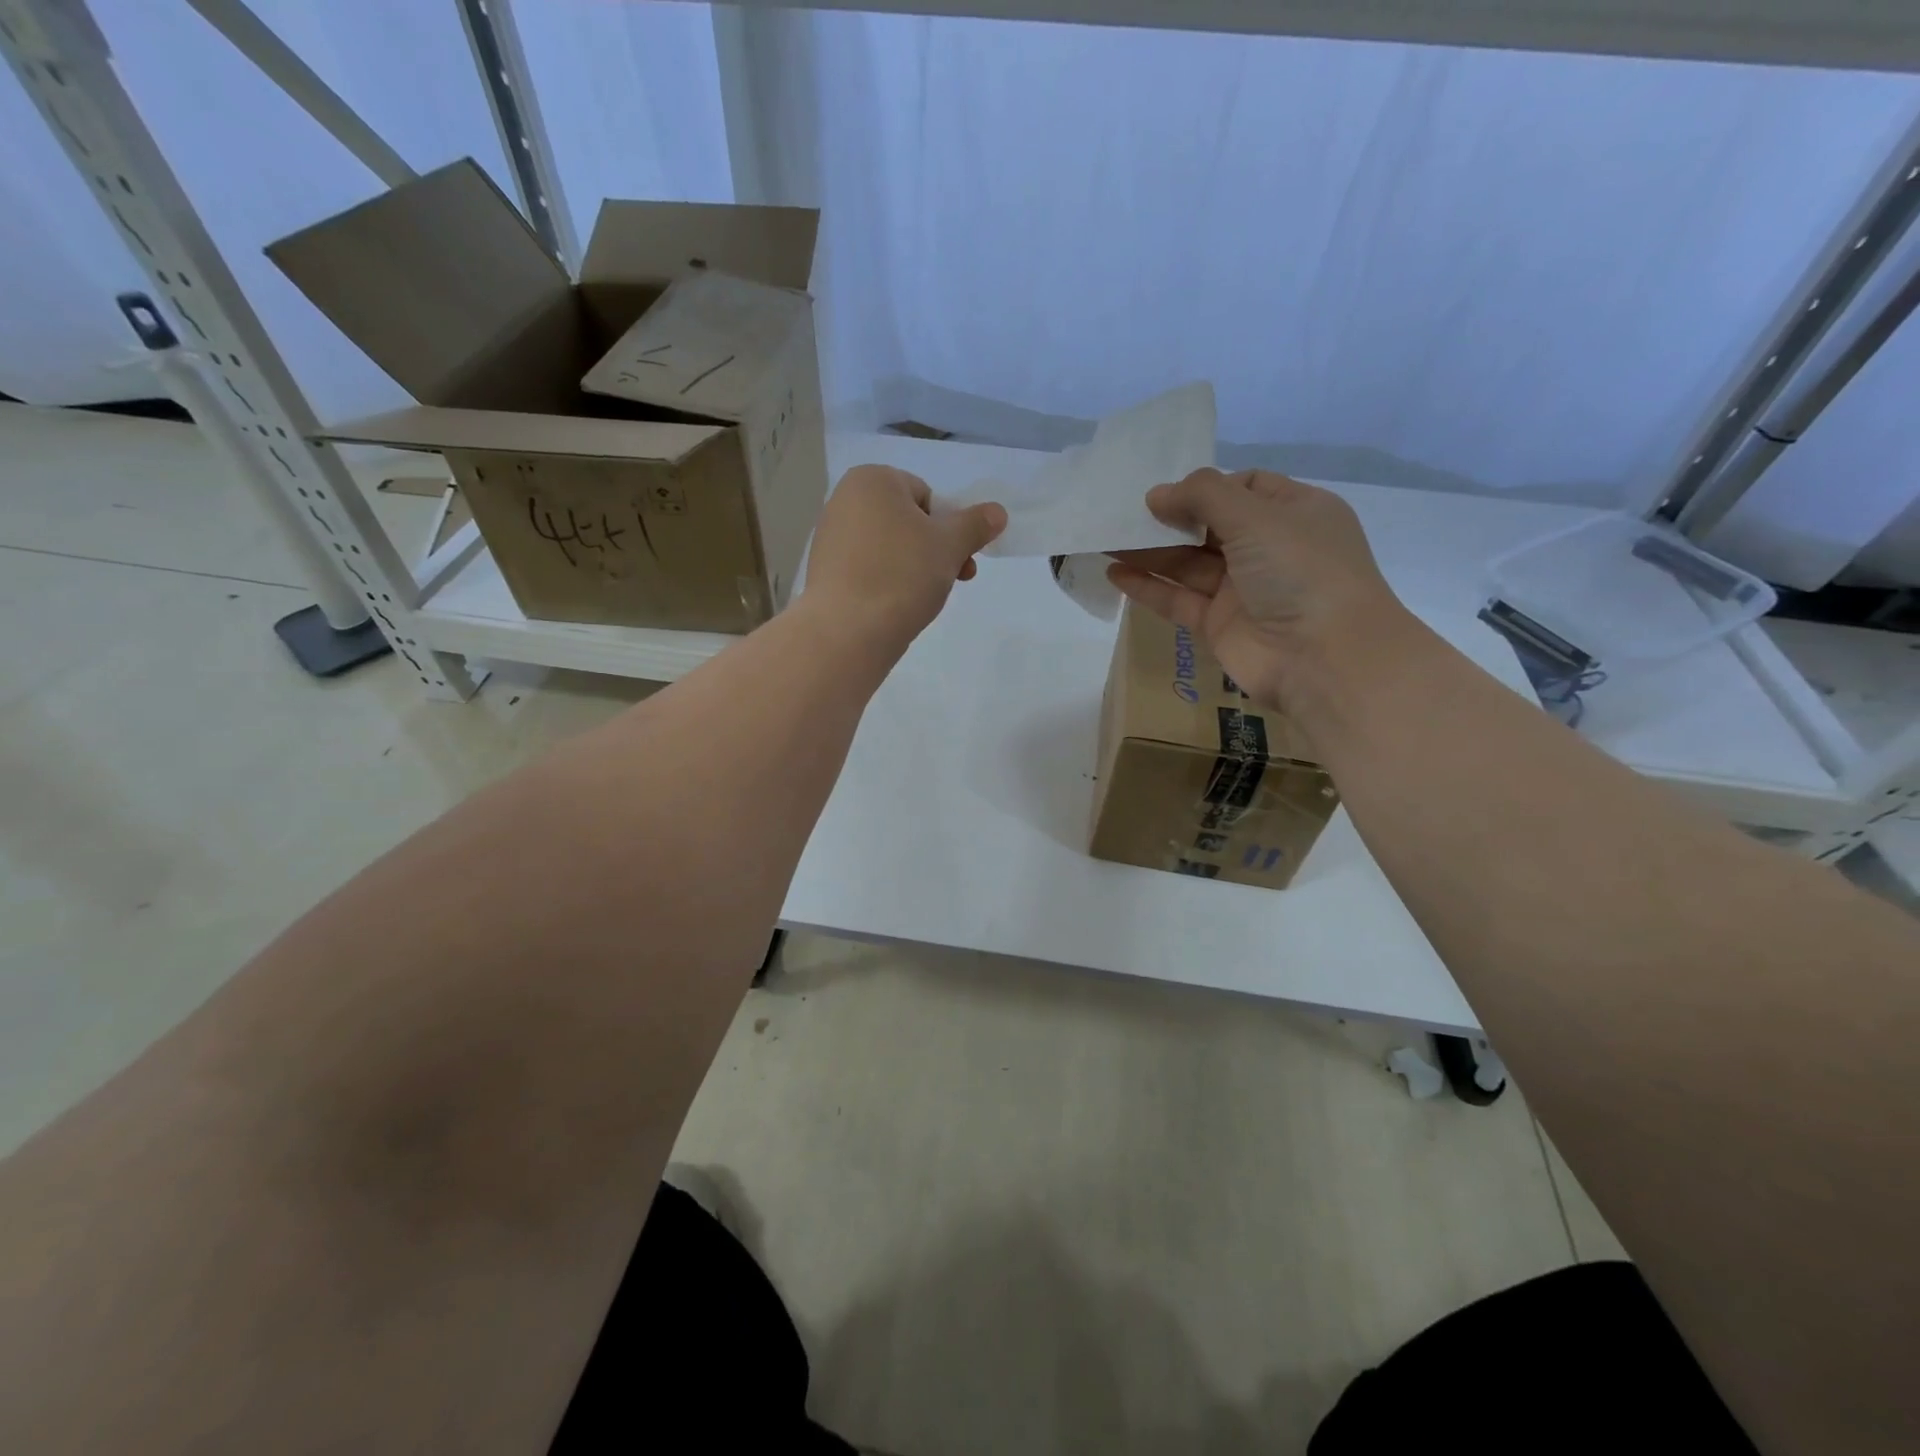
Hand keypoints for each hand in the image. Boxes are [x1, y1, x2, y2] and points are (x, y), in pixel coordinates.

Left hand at [804, 465, 1006, 649]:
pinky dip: (887, 583)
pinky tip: (895, 607)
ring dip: (914, 568)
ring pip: (889, 548)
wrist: (848, 631)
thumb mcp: (950, 545)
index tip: (958, 557)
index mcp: (872, 480)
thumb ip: (976, 525)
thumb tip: (997, 512)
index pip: (926, 496)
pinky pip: (868, 569)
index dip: (947, 527)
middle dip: (934, 550)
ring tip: (923, 598)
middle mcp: (844, 500)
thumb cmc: (902, 575)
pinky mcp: (825, 572)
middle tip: (953, 580)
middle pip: (907, 522)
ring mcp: (830, 537)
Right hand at [1108, 468, 1407, 709]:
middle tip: (1123, 513)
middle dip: (1168, 518)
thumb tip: (1157, 494)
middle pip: (1209, 526)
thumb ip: (1204, 496)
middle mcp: (1269, 548)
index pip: (1245, 488)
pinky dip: (1148, 586)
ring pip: (1188, 563)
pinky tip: (1114, 573)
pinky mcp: (1219, 624)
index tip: (1165, 491)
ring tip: (1105, 538)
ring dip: (1149, 551)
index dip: (1205, 486)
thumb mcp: (1257, 516)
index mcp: (1294, 512)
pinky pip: (1178, 599)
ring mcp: (1243, 589)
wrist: (1323, 658)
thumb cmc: (1300, 570)